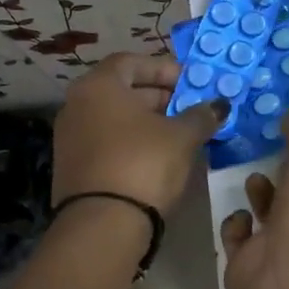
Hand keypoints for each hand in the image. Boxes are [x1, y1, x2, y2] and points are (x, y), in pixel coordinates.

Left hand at [53, 53, 225, 214]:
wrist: (102, 226)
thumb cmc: (144, 164)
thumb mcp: (182, 136)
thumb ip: (201, 115)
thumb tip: (219, 105)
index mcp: (99, 86)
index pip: (132, 62)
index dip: (164, 69)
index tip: (191, 83)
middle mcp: (77, 105)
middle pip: (122, 90)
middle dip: (159, 97)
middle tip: (190, 108)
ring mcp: (70, 138)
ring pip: (115, 118)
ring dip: (147, 121)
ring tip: (180, 133)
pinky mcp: (72, 167)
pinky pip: (107, 142)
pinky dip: (132, 142)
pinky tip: (158, 157)